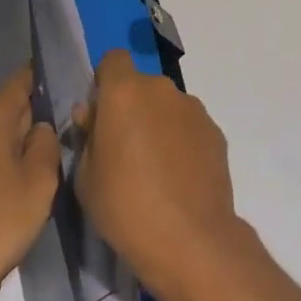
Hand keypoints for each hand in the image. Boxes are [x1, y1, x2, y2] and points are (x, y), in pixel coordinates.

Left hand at [0, 66, 60, 300]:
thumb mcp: (39, 179)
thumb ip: (47, 142)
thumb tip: (40, 127)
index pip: (20, 81)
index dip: (44, 76)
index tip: (71, 82)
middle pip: (11, 108)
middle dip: (39, 116)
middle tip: (73, 129)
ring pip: (3, 136)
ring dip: (26, 145)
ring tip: (56, 162)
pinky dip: (12, 165)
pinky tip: (29, 187)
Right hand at [73, 50, 246, 300]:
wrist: (190, 240)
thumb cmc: (125, 207)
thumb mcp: (85, 177)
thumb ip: (87, 136)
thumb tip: (92, 116)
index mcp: (124, 92)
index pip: (112, 60)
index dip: (105, 82)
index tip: (101, 114)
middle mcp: (160, 89)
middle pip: (140, 85)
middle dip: (131, 107)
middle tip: (124, 150)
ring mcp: (192, 108)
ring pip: (166, 106)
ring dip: (158, 124)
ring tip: (155, 170)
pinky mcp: (215, 131)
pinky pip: (189, 127)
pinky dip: (181, 142)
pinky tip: (179, 179)